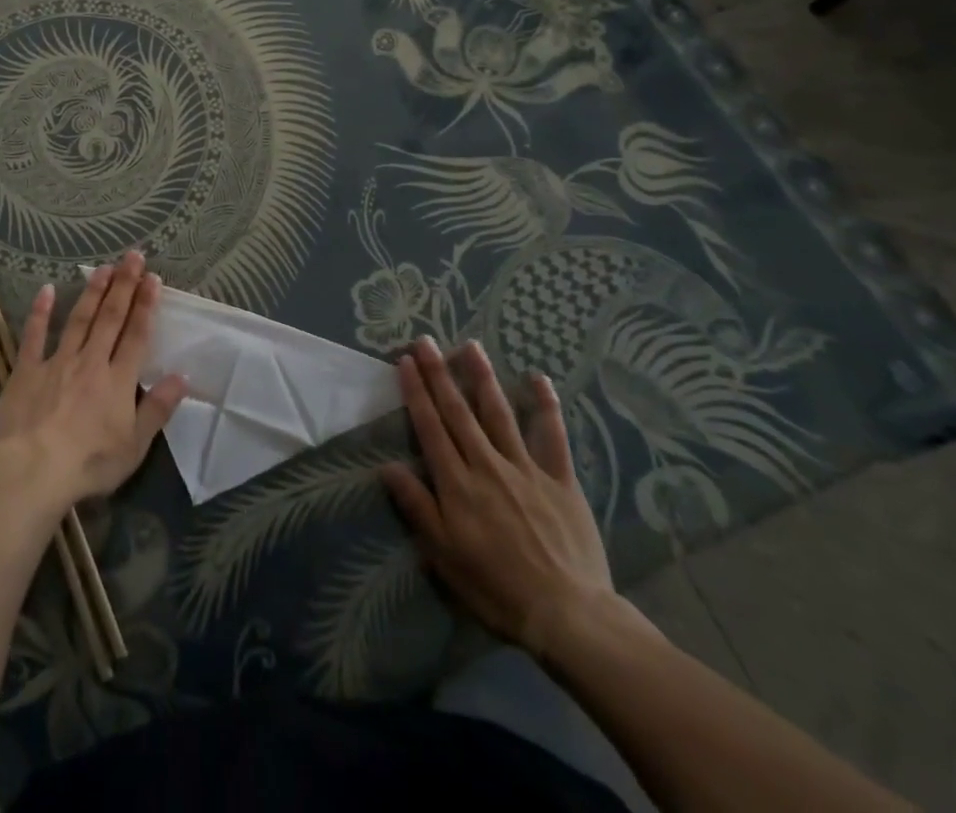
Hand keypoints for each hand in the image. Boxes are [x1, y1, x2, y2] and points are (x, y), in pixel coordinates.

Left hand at [0, 249, 186, 508]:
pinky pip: (34, 336)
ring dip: (93, 292)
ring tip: (103, 267)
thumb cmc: (89, 463)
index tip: (152, 278)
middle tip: (132, 256)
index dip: (146, 305)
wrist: (33, 470)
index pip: (136, 335)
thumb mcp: (134, 445)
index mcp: (118, 380)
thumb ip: (158, 408)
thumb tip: (182, 376)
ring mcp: (57, 362)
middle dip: (124, 285)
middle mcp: (91, 362)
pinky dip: (40, 312)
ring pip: (79, 319)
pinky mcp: (27, 371)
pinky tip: (46, 290)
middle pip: (111, 318)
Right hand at [382, 337, 616, 659]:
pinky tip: (538, 378)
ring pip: (499, 413)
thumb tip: (388, 467)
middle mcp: (487, 465)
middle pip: (458, 411)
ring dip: (482, 377)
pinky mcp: (560, 479)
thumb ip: (418, 507)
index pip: (430, 427)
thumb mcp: (444, 556)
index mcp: (457, 484)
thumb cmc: (497, 589)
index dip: (416, 392)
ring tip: (470, 346)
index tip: (405, 361)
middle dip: (439, 373)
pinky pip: (552, 436)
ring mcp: (526, 468)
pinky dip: (546, 405)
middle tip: (426, 340)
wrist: (567, 615)